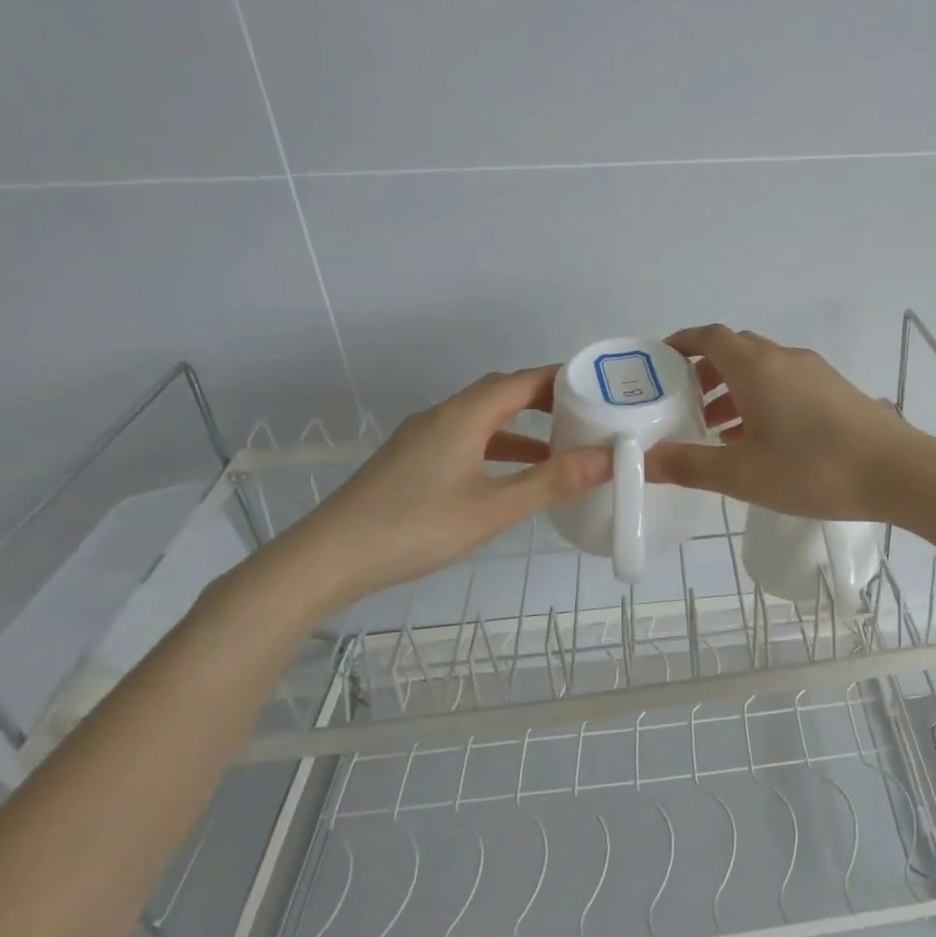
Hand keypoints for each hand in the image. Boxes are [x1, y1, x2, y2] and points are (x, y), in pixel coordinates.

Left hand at [281, 367, 609, 604]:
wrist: (327, 558)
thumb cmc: (416, 527)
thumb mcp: (494, 508)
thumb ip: (552, 482)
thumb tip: (608, 458)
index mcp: (464, 416)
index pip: (523, 380)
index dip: (562, 378)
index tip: (600, 386)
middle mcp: (443, 416)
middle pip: (501, 392)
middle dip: (545, 398)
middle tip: (585, 414)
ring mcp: (422, 438)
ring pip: (482, 417)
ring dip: (521, 426)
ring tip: (558, 447)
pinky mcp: (411, 461)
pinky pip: (465, 438)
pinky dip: (496, 446)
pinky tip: (509, 476)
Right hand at [647, 325, 931, 521]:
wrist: (897, 472)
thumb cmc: (813, 469)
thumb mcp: (743, 475)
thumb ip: (690, 465)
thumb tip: (644, 460)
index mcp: (756, 367)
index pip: (710, 337)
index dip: (681, 343)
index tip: (659, 360)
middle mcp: (784, 358)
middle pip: (736, 350)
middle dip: (705, 372)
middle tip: (685, 405)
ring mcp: (814, 372)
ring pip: (762, 368)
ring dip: (735, 389)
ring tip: (718, 430)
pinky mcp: (835, 389)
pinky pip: (786, 382)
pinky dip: (763, 398)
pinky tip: (762, 439)